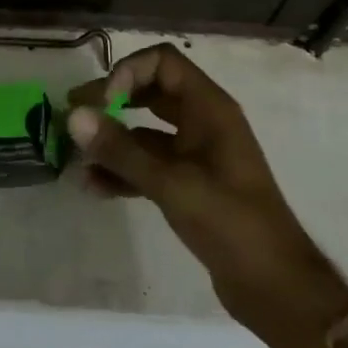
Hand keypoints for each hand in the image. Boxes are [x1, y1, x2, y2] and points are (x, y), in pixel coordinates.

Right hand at [67, 44, 347, 347]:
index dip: (128, 73)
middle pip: (150, 91)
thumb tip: (74, 116)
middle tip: (73, 117)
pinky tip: (95, 186)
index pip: (162, 62)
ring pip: (147, 132)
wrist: (274, 284)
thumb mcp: (171, 183)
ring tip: (76, 158)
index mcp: (209, 108)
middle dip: (111, 102)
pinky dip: (124, 170)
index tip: (104, 104)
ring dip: (113, 141)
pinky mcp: (190, 184)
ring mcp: (197, 154)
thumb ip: (121, 150)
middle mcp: (203, 122)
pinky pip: (150, 164)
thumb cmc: (230, 222)